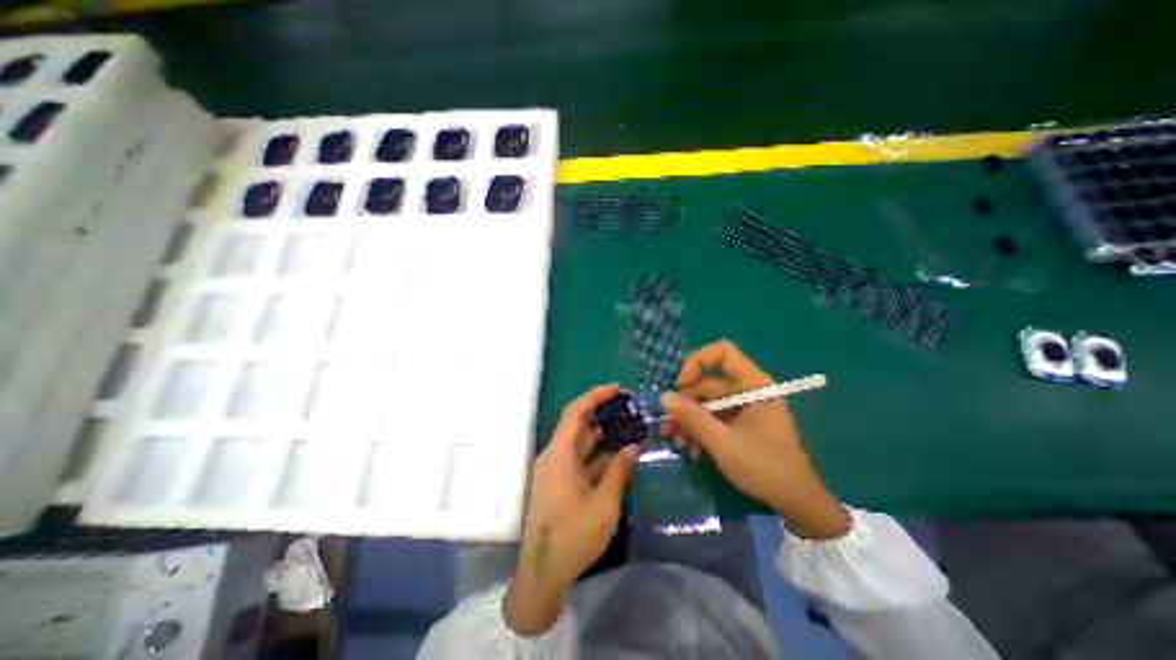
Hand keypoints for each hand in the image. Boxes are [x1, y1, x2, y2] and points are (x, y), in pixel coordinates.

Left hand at [502, 384, 638, 636]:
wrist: (543, 573)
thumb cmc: (573, 535)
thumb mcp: (604, 502)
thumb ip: (619, 470)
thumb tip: (633, 446)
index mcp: (559, 454)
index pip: (575, 412)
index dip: (595, 396)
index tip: (617, 389)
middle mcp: (555, 456)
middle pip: (579, 426)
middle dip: (604, 415)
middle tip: (629, 410)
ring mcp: (557, 470)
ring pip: (582, 444)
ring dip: (604, 437)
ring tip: (630, 429)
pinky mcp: (561, 484)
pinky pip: (582, 461)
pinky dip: (600, 457)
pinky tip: (620, 456)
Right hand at [661, 343, 846, 538]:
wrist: (796, 503)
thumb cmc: (763, 466)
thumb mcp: (721, 441)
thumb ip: (691, 416)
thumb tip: (664, 396)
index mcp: (753, 384)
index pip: (723, 353)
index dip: (697, 362)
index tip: (679, 385)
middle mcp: (748, 391)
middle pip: (708, 383)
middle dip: (685, 404)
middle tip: (667, 424)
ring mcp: (744, 408)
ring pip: (707, 403)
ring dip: (689, 421)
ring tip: (676, 441)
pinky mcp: (741, 424)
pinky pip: (714, 418)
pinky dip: (700, 430)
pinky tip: (692, 450)